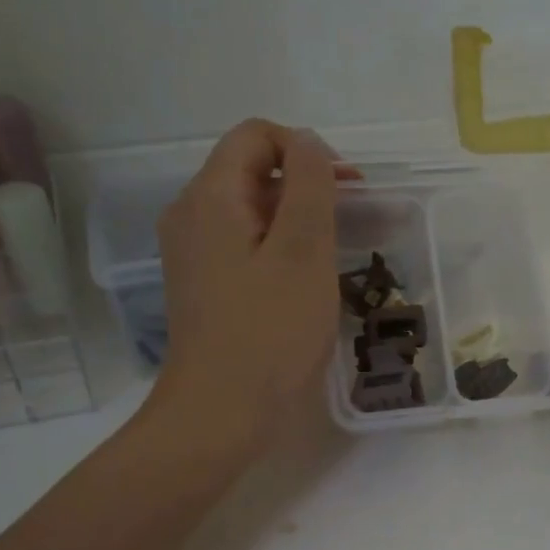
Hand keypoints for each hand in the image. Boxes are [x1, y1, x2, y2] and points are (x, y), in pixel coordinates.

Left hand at [143, 119, 351, 447]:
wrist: (220, 414)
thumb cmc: (269, 333)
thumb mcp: (302, 253)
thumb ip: (309, 187)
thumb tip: (309, 143)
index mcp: (210, 197)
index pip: (255, 135)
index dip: (306, 150)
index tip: (348, 190)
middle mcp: (192, 216)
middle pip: (252, 171)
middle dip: (308, 185)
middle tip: (357, 220)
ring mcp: (195, 254)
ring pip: (252, 211)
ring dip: (299, 219)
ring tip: (340, 251)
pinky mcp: (206, 286)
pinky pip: (247, 245)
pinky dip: (282, 248)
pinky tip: (310, 281)